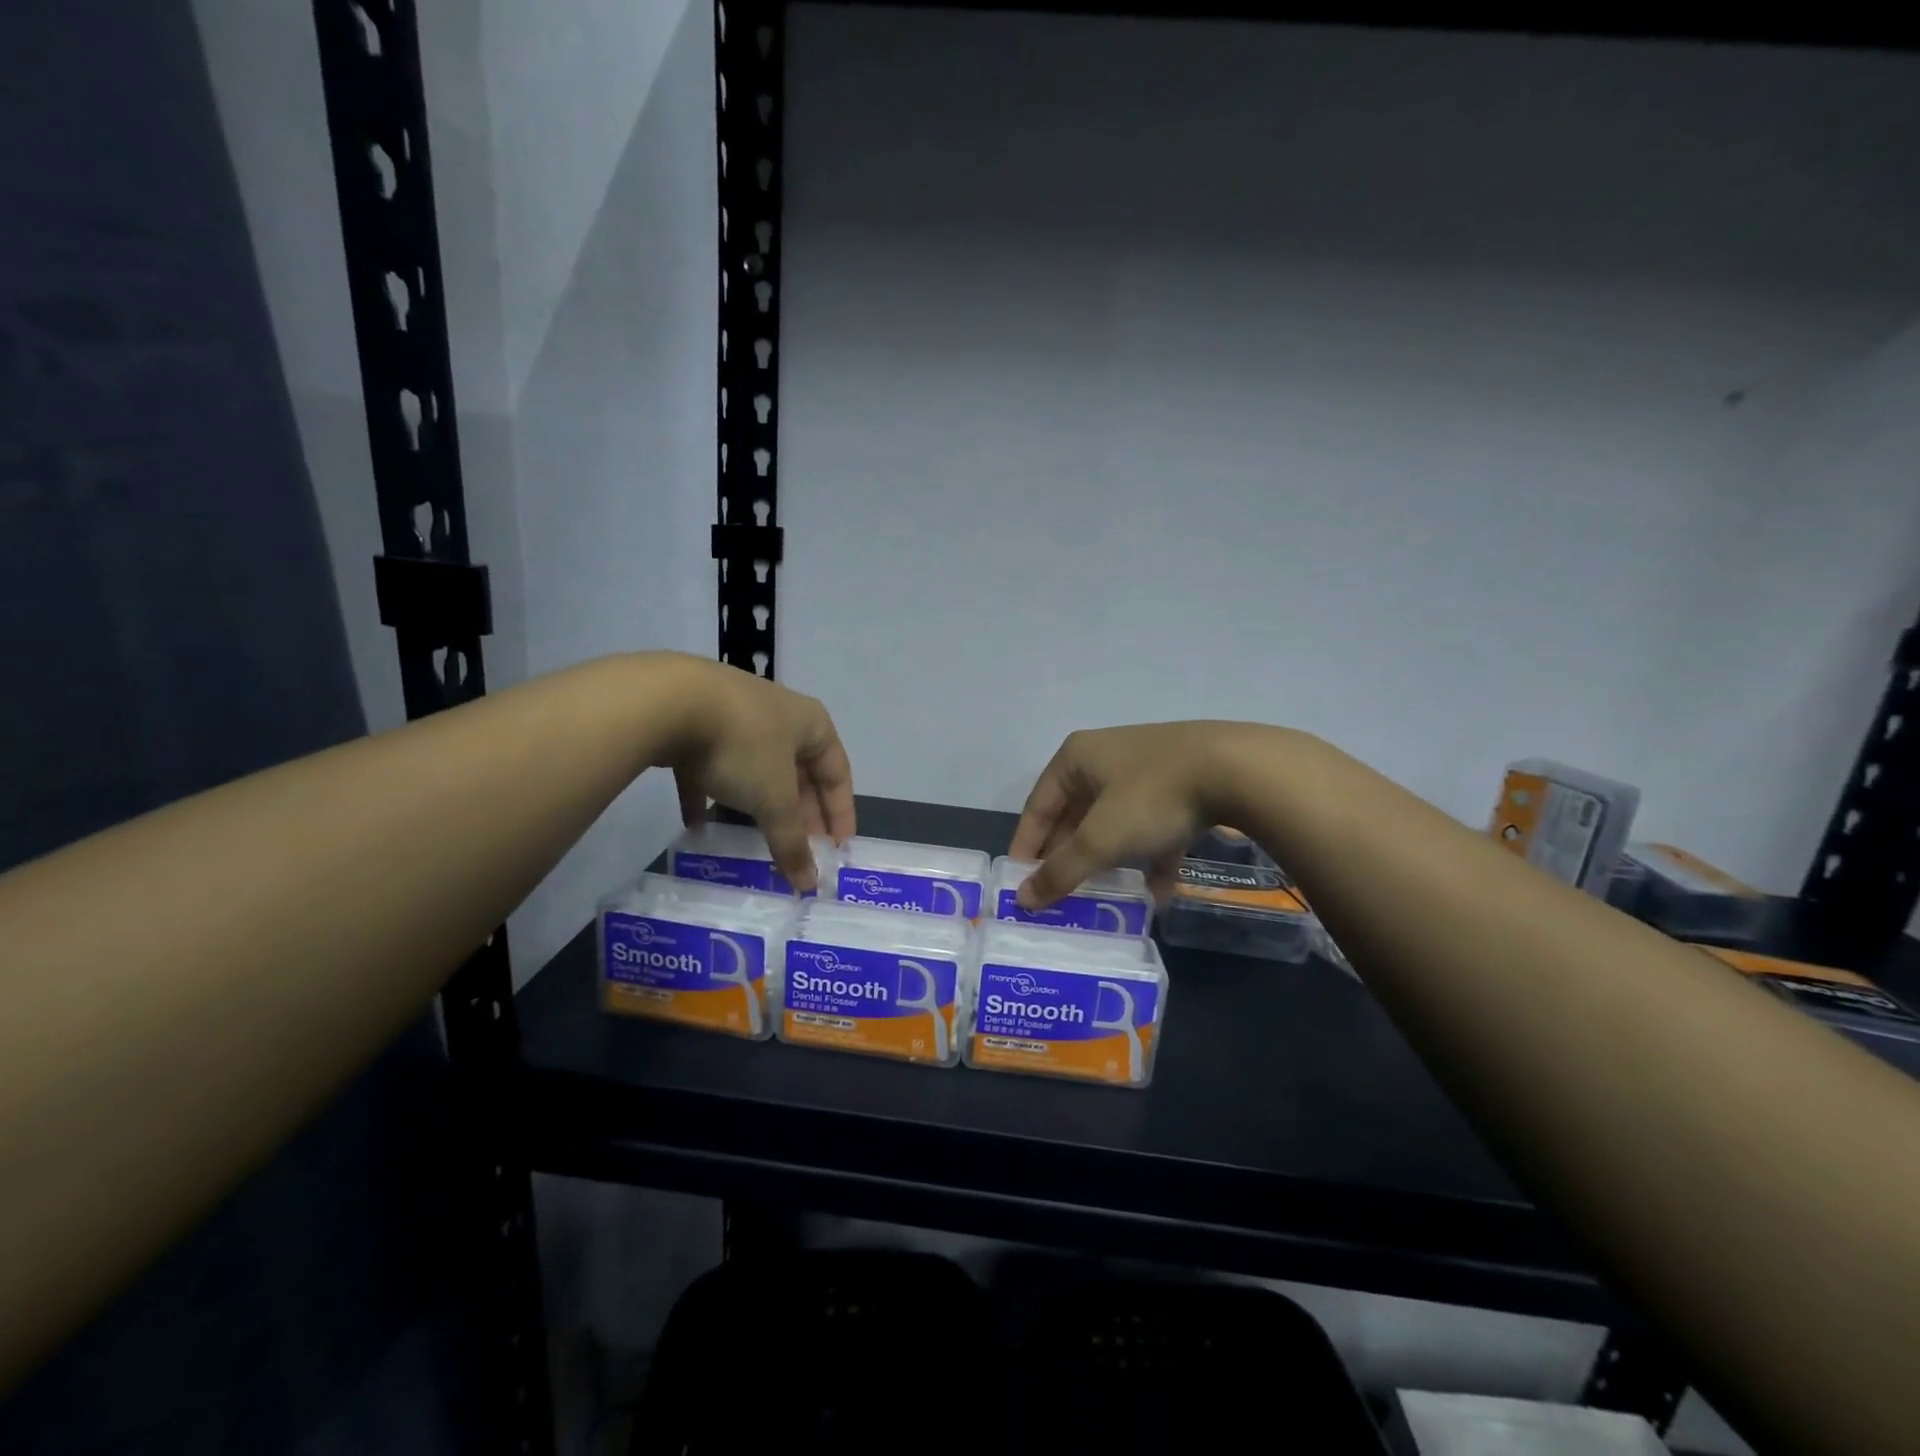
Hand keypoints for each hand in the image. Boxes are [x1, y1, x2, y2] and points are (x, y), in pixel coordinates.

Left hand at [659, 657, 854, 892]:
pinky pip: (710, 768)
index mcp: (811, 725)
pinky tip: (698, 826)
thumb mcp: (774, 799)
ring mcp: (735, 717)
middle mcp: (779, 716)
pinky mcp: (695, 725)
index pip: (838, 774)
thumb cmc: (744, 745)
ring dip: (758, 805)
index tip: (837, 850)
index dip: (841, 813)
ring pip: (756, 770)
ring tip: (757, 840)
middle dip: (800, 814)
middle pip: (798, 773)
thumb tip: (809, 884)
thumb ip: (791, 842)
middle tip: (799, 850)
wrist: (670, 700)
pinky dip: (709, 796)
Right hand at [1009, 722, 1264, 910]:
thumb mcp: (1101, 839)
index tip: (1019, 886)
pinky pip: (1153, 826)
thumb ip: (1061, 871)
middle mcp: (1106, 758)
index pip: (1037, 807)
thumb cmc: (1152, 797)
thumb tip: (1023, 901)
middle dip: (1068, 858)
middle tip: (1059, 898)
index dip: (1026, 848)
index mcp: (1076, 759)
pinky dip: (1150, 858)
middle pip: (1075, 815)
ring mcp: (1146, 770)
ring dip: (1108, 861)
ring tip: (1100, 899)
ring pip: (1115, 822)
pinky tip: (1155, 895)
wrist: (1239, 769)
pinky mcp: (1182, 785)